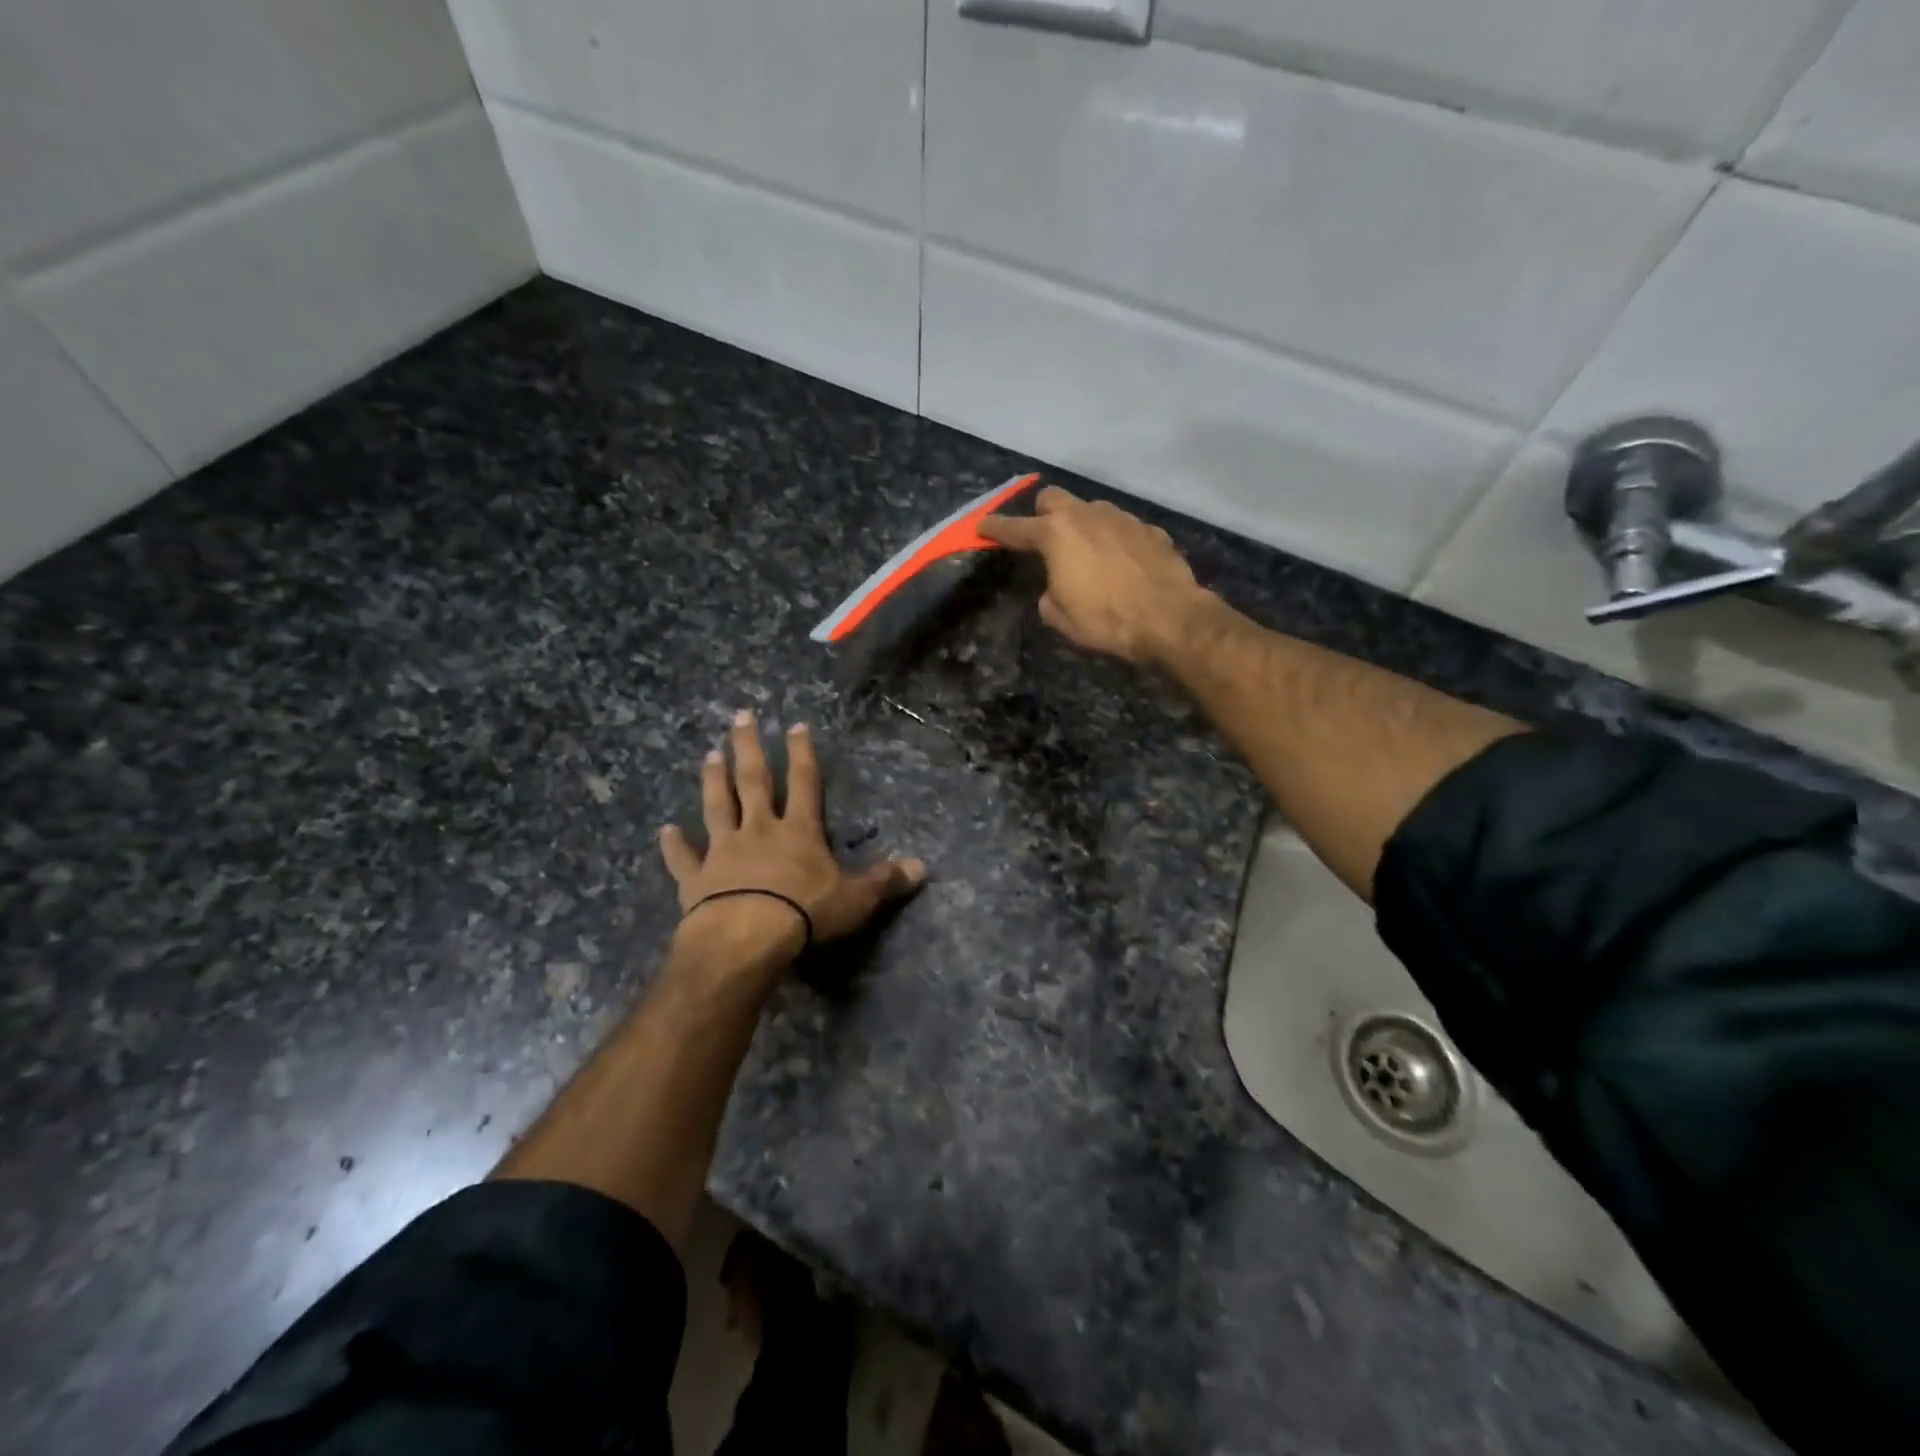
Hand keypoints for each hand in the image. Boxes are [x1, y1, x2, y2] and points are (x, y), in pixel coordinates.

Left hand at [659, 711, 926, 965]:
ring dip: (713, 781)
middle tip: (740, 716)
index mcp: (798, 831)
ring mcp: (724, 851)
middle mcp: (759, 830)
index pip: (804, 782)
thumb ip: (885, 881)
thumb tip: (923, 868)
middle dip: (749, 747)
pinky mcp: (697, 879)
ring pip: (717, 807)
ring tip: (708, 754)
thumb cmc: (805, 913)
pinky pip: (683, 858)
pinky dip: (674, 845)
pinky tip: (664, 831)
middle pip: (754, 781)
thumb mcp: (856, 899)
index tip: (795, 725)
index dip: (802, 753)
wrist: (747, 938)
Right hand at [979, 487, 1210, 665]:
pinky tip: (1123, 563)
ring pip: (1092, 509)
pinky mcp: (1151, 530)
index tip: (982, 526)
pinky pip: (1123, 528)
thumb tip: (1056, 588)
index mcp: (1055, 535)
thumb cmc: (1105, 620)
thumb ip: (1049, 594)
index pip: (1015, 528)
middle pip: (1053, 498)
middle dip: (1043, 513)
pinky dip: (1116, 540)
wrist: (1168, 617)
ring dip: (1083, 525)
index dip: (995, 528)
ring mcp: (1122, 518)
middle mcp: (1086, 515)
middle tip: (1044, 537)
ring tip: (1088, 552)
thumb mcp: (1060, 617)